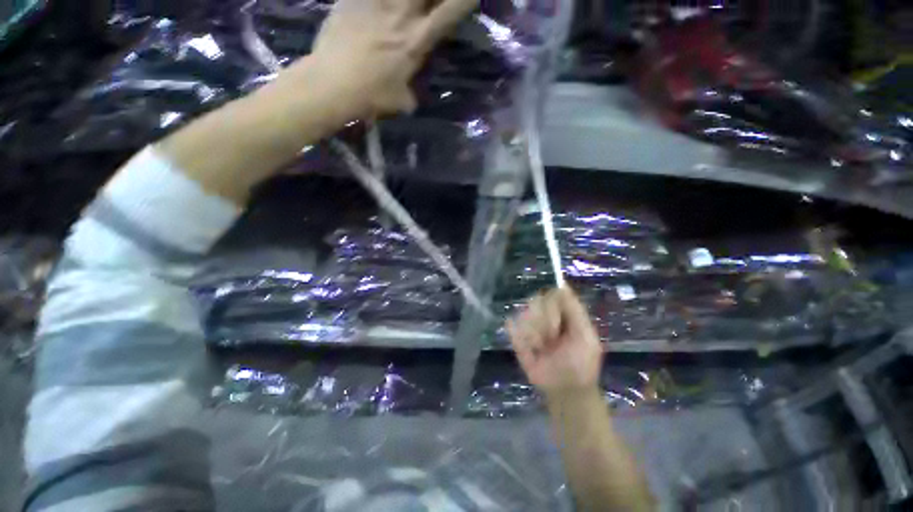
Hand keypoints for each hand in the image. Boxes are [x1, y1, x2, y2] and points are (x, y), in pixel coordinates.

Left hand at [287, 0, 477, 119]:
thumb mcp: (402, 101)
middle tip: (433, 2)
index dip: (465, 0)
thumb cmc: (372, 96)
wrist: (333, 84)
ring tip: (403, 6)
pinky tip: (375, 5)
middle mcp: (402, 14)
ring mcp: (377, 2)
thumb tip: (414, 95)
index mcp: (418, 40)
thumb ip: (412, 92)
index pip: (451, 11)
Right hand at [506, 288, 603, 398]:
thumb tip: (563, 285)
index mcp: (562, 313)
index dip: (552, 307)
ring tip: (541, 349)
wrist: (566, 392)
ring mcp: (530, 326)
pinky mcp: (518, 338)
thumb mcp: (586, 337)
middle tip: (552, 341)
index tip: (557, 325)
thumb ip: (575, 310)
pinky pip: (512, 327)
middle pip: (535, 302)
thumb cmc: (581, 365)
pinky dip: (517, 335)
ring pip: (524, 314)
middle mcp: (545, 315)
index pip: (551, 294)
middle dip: (544, 323)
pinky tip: (529, 348)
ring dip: (534, 335)